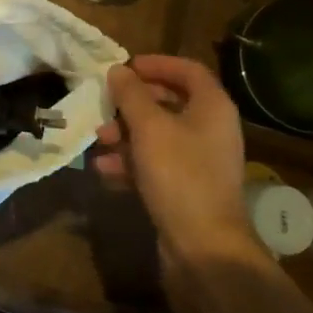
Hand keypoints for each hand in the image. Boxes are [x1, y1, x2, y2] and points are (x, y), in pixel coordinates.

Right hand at [92, 56, 263, 267]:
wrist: (205, 248)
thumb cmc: (180, 175)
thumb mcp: (149, 128)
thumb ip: (131, 95)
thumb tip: (118, 70)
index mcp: (212, 107)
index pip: (188, 70)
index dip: (156, 64)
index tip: (125, 66)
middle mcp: (211, 129)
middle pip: (170, 102)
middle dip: (133, 102)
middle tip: (106, 103)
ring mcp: (199, 161)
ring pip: (158, 135)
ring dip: (126, 133)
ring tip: (99, 138)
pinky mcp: (186, 188)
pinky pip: (156, 164)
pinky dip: (131, 162)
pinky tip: (104, 169)